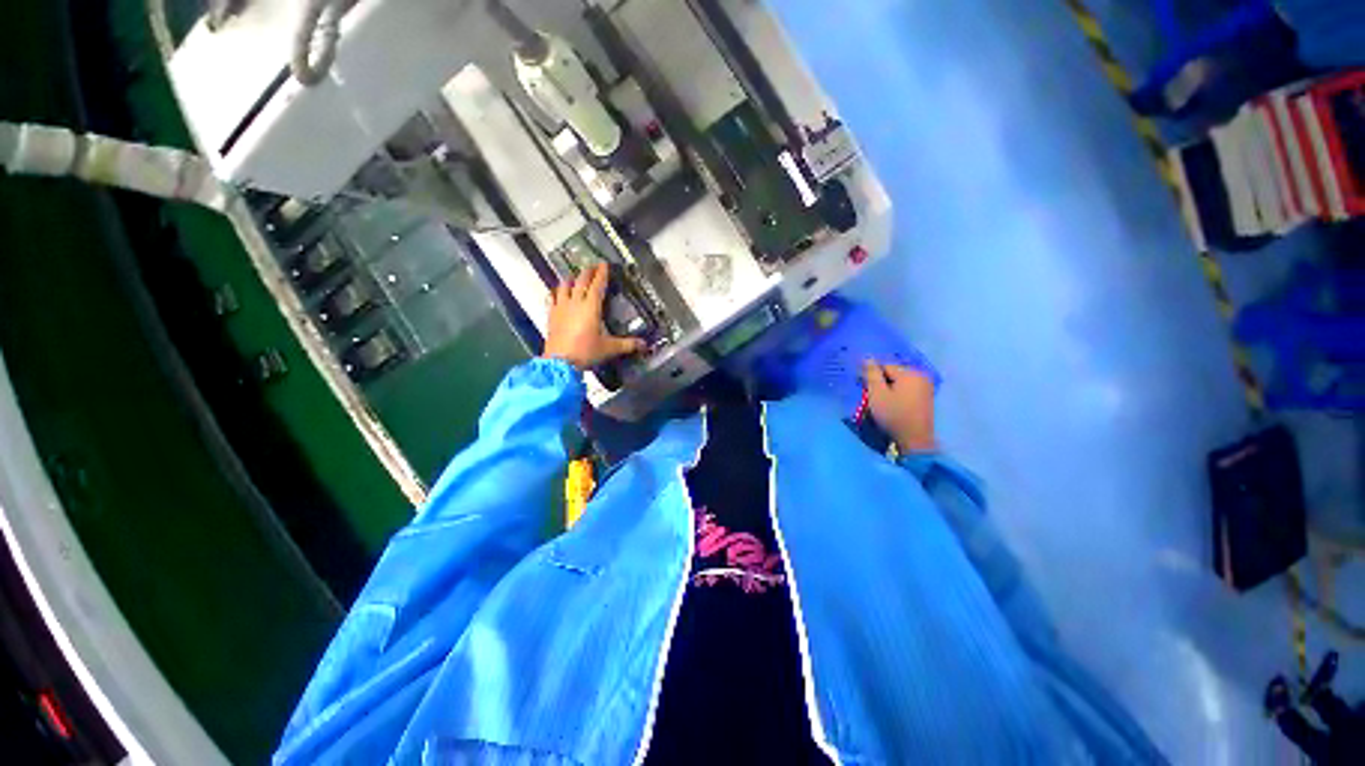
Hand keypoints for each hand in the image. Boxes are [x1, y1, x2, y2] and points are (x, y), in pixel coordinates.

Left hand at [543, 263, 644, 370]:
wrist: (560, 363)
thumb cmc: (585, 352)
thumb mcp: (610, 348)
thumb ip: (627, 344)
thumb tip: (643, 344)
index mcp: (591, 307)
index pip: (597, 285)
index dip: (602, 274)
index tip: (604, 264)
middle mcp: (575, 303)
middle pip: (581, 281)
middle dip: (588, 272)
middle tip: (592, 266)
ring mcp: (561, 308)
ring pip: (564, 286)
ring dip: (571, 279)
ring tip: (575, 277)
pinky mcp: (551, 315)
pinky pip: (552, 298)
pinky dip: (555, 292)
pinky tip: (556, 292)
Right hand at [863, 361, 935, 452]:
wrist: (915, 440)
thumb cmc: (893, 415)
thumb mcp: (877, 393)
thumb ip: (871, 373)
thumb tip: (867, 357)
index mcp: (910, 372)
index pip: (884, 365)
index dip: (871, 374)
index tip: (862, 385)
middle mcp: (921, 375)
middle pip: (893, 372)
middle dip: (880, 380)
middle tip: (870, 394)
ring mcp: (926, 386)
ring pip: (899, 380)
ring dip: (888, 387)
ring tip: (879, 400)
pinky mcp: (926, 397)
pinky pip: (906, 388)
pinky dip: (897, 392)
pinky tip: (891, 403)